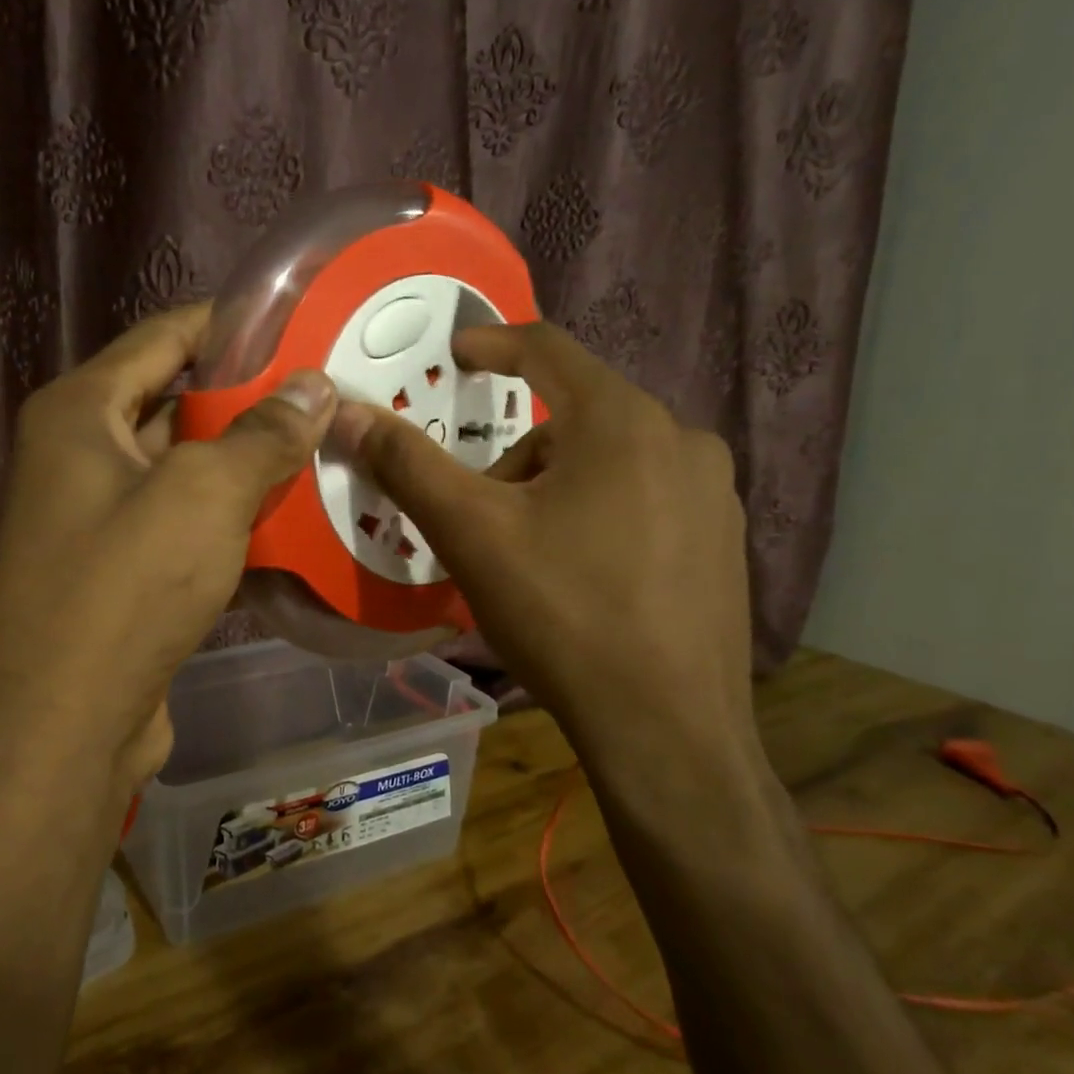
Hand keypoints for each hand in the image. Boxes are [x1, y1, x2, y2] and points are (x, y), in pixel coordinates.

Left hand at [0, 304, 337, 792]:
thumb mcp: (203, 495)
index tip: (299, 322)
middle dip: (248, 399)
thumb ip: (262, 434)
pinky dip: (229, 520)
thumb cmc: (124, 588)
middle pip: (173, 402)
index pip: (162, 336)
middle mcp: (77, 455)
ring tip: (322, 450)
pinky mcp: (119, 572)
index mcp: (79, 412)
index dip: (229, 324)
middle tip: (325, 394)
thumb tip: (315, 385)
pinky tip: (289, 522)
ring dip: (244, 465)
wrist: (61, 725)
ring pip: (183, 470)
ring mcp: (96, 517)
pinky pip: (183, 524)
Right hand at [330, 322, 755, 771]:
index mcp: (622, 421)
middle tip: (480, 514)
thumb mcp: (472, 534)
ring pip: (610, 462)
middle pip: (574, 418)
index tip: (455, 355)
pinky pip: (645, 499)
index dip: (491, 344)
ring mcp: (714, 493)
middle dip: (515, 455)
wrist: (668, 729)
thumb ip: (408, 465)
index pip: (546, 349)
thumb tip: (348, 412)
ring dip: (555, 488)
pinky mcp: (725, 542)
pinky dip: (600, 514)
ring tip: (528, 557)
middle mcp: (682, 439)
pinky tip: (583, 577)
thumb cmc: (563, 614)